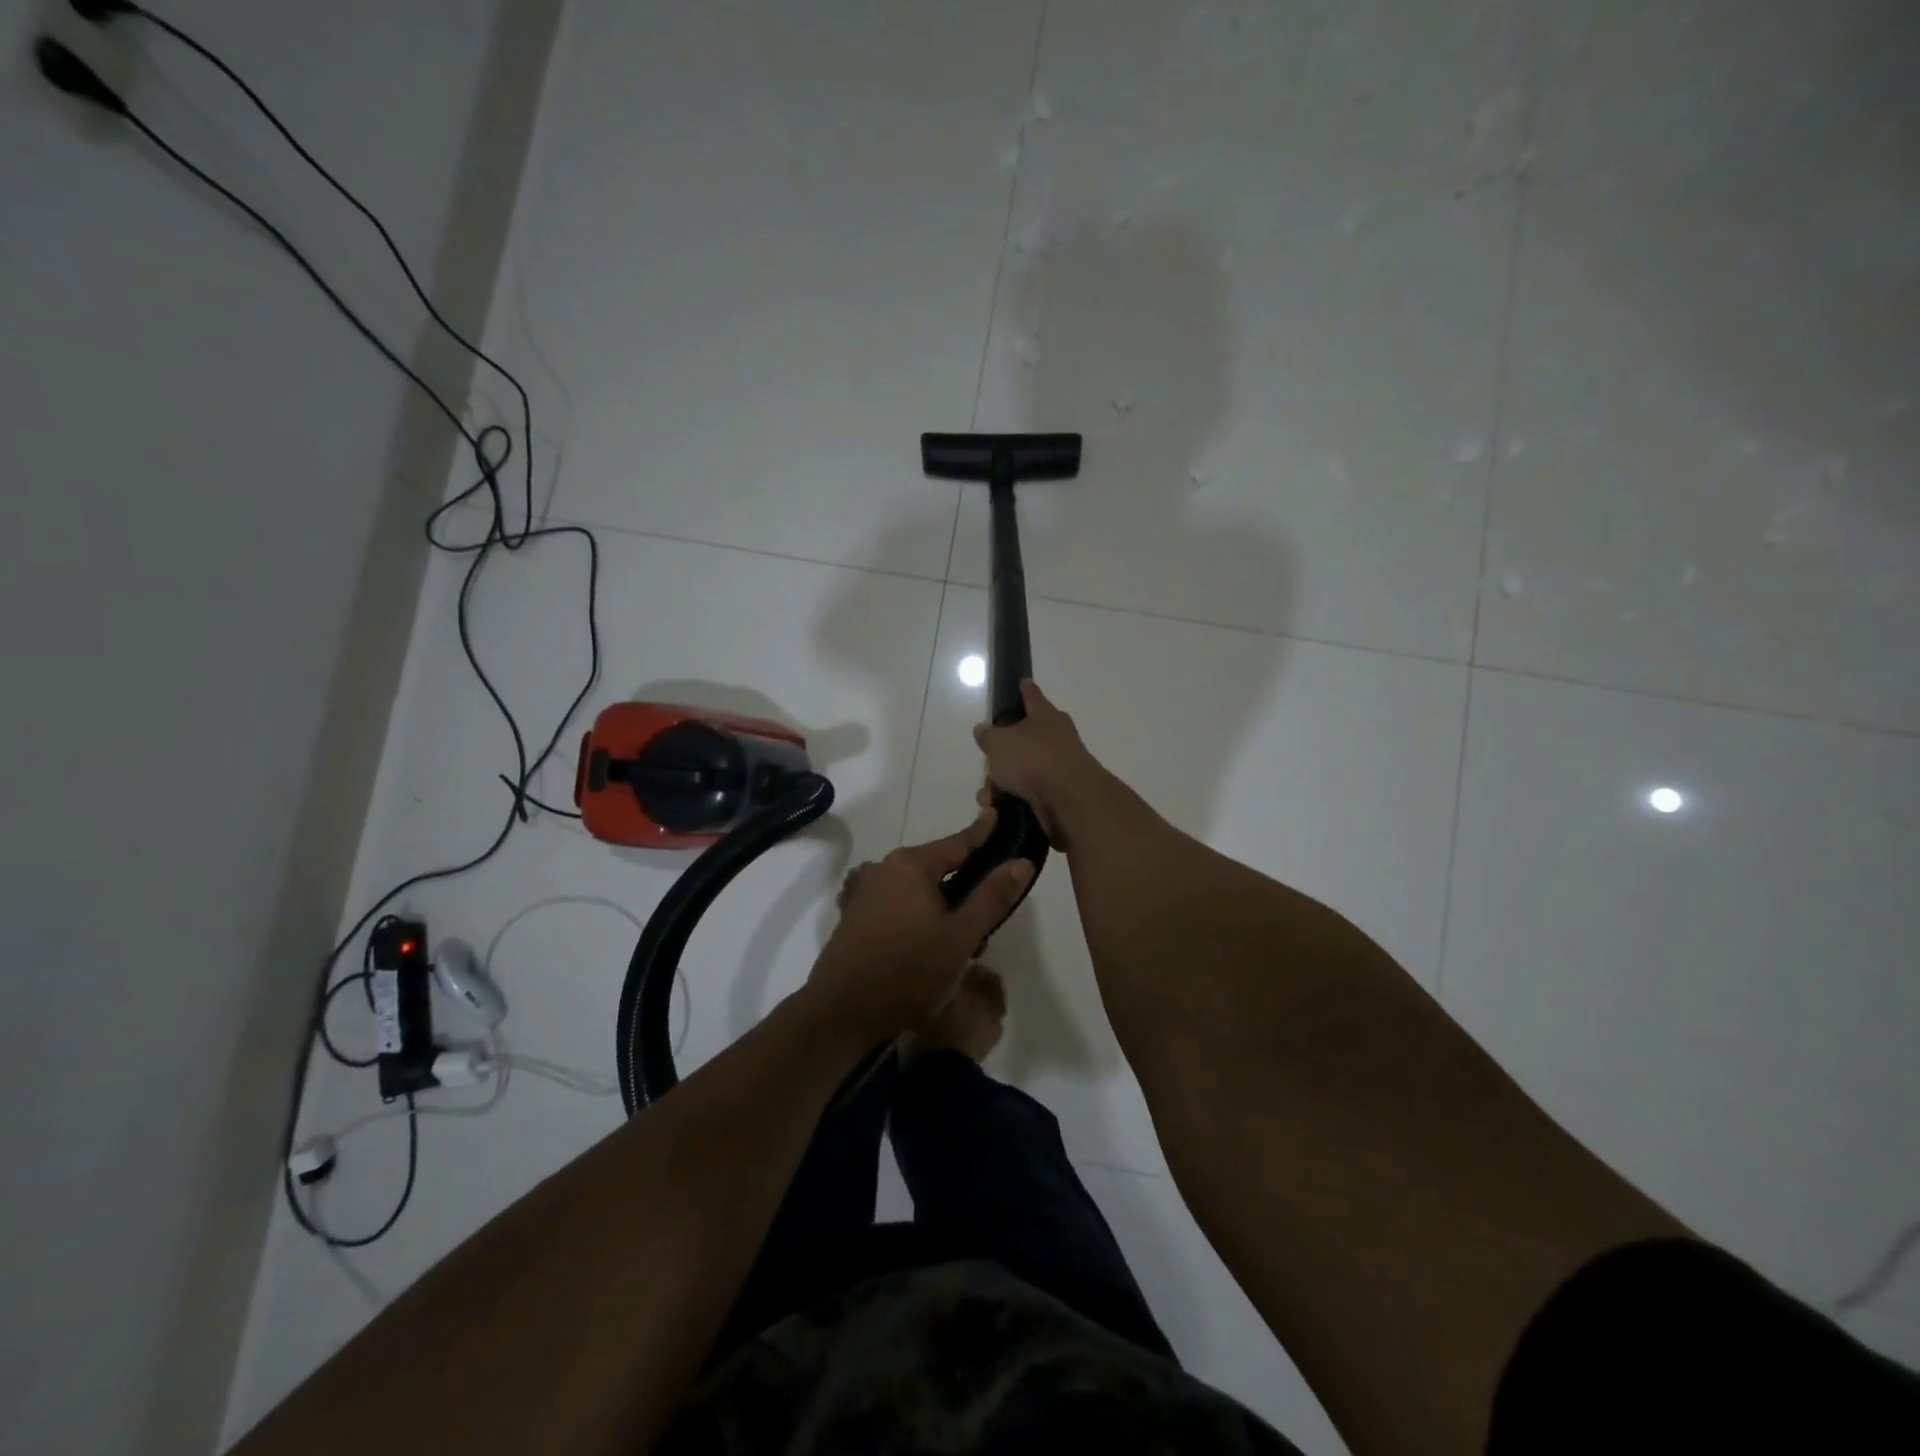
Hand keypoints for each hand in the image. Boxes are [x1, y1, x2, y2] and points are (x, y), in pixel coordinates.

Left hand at [807, 810, 1034, 1042]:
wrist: (842, 1012)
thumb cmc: (908, 971)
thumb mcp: (961, 936)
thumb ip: (992, 897)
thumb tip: (1021, 862)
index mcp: (911, 864)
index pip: (957, 842)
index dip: (982, 832)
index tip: (998, 814)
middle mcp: (884, 868)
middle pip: (937, 866)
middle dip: (965, 883)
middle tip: (991, 909)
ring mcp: (865, 892)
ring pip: (917, 888)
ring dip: (941, 904)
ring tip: (962, 937)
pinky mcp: (855, 916)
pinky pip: (897, 904)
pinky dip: (917, 913)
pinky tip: (926, 940)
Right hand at [972, 680, 1105, 845]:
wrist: (1068, 799)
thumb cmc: (1032, 759)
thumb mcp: (998, 742)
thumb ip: (988, 735)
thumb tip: (983, 729)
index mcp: (1045, 716)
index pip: (1032, 696)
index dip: (1025, 689)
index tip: (1023, 682)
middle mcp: (1056, 737)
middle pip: (1023, 739)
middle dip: (1002, 754)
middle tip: (988, 763)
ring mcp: (1059, 766)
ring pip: (1022, 769)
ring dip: (1002, 783)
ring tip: (987, 796)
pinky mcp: (1059, 793)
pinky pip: (1028, 792)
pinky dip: (1013, 799)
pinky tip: (998, 808)